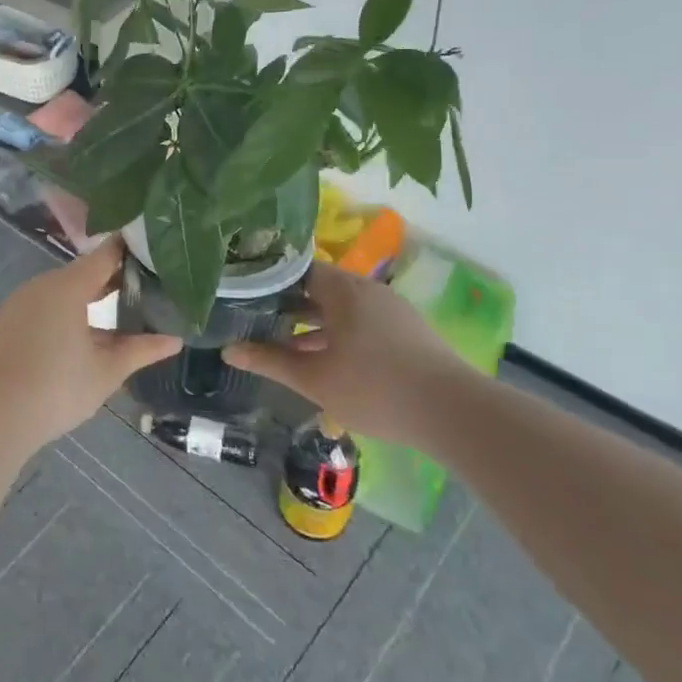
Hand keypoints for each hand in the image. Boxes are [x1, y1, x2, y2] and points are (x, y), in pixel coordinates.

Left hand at [0, 238, 179, 446]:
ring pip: (61, 291)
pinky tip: (79, 333)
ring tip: (116, 311)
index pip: (103, 256)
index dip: (127, 250)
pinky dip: (64, 311)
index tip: (151, 248)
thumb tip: (175, 340)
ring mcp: (20, 302)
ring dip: (86, 298)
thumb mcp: (108, 370)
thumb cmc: (59, 387)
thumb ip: (141, 349)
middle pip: (82, 273)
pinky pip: (43, 306)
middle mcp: (42, 285)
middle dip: (110, 279)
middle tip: (143, 286)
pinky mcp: (7, 321)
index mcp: (68, 287)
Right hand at [223, 264, 463, 449]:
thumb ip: (269, 361)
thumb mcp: (313, 378)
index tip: (245, 292)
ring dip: (314, 323)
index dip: (269, 279)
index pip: (298, 268)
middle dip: (289, 304)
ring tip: (285, 343)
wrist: (454, 413)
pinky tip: (326, 360)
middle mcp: (368, 291)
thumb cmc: (374, 387)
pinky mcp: (408, 332)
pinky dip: (339, 333)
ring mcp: (392, 310)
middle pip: (320, 287)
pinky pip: (362, 322)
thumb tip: (228, 350)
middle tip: (257, 318)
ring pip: (342, 308)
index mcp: (343, 290)